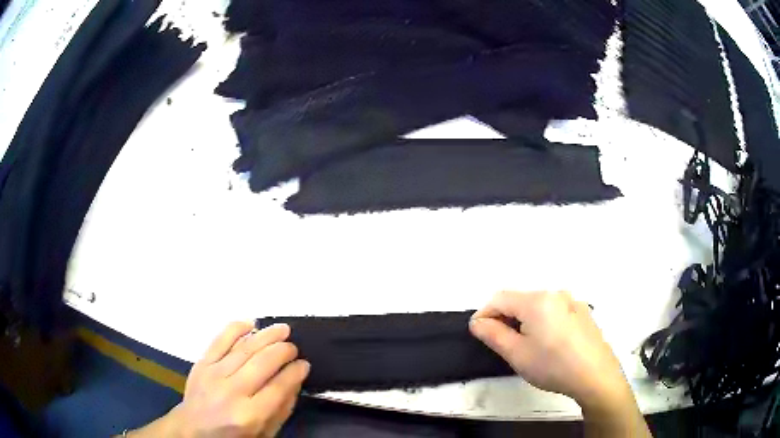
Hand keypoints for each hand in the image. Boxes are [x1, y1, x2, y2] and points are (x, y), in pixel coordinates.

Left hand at [131, 322, 309, 436]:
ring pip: (244, 348)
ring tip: (283, 329)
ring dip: (266, 335)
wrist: (193, 429)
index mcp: (249, 415)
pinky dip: (235, 328)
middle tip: (294, 347)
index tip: (304, 364)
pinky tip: (250, 323)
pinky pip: (219, 340)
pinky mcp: (202, 363)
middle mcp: (232, 391)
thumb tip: (294, 381)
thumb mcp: (264, 433)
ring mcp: (214, 374)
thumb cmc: (232, 436)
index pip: (278, 387)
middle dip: (283, 351)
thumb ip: (281, 410)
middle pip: (262, 363)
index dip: (295, 372)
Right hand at [469, 291, 631, 411]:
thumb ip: (493, 334)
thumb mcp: (517, 354)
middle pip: (520, 300)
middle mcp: (555, 294)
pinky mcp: (582, 312)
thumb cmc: (553, 366)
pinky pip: (554, 311)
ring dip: (524, 320)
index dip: (484, 314)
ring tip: (526, 346)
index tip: (478, 333)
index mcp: (537, 300)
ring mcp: (572, 302)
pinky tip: (549, 344)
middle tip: (502, 343)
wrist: (595, 375)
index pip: (500, 298)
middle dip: (505, 318)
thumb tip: (478, 322)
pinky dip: (543, 322)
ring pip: (538, 306)